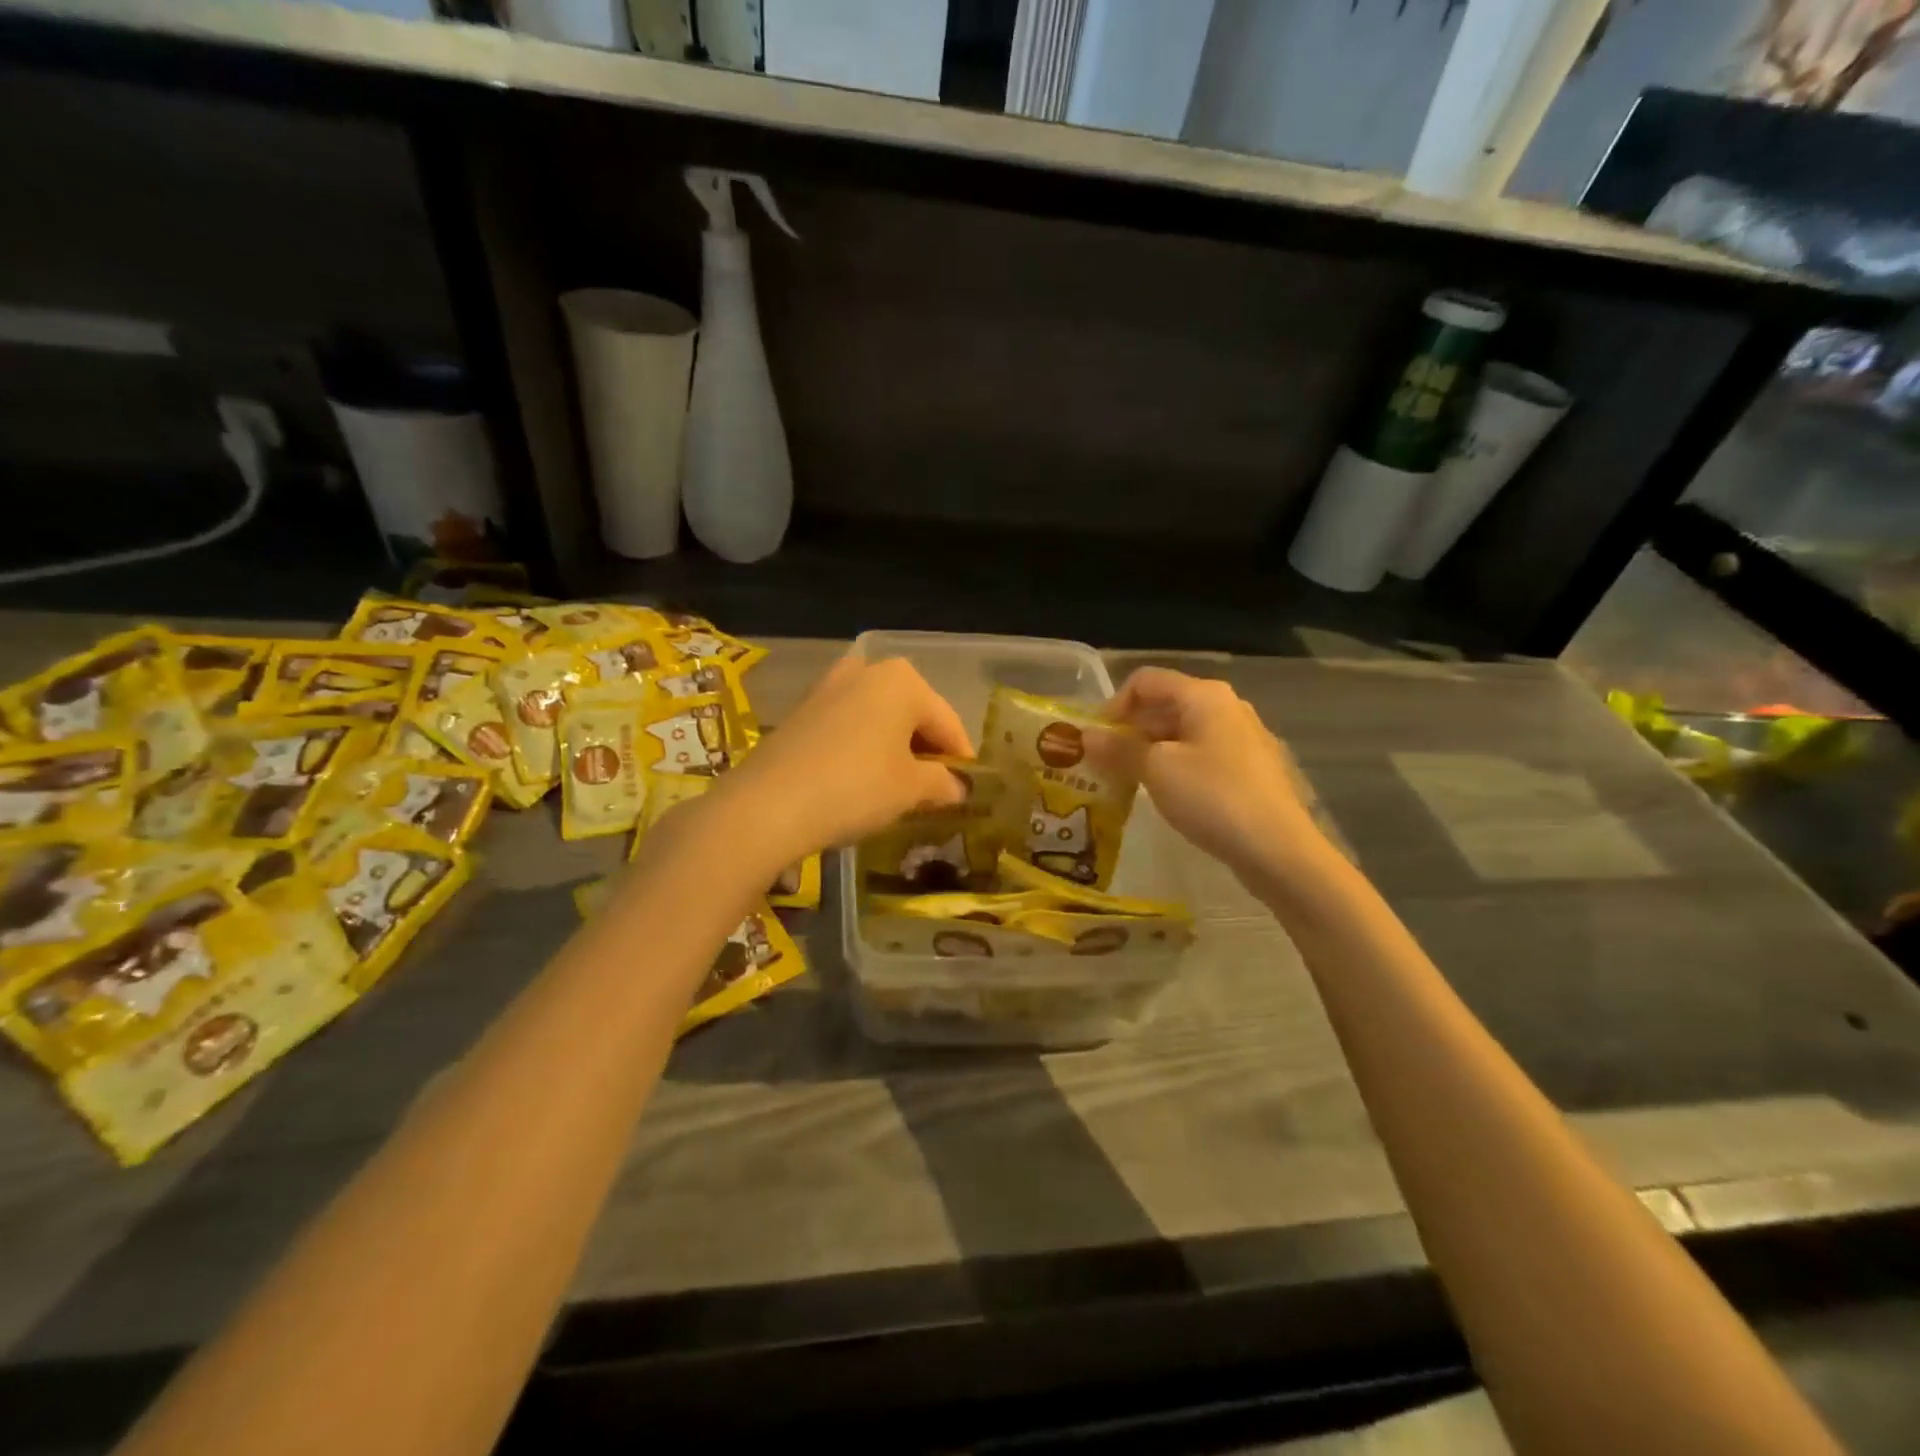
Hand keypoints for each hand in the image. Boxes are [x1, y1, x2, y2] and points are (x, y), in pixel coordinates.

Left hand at [717, 654, 973, 864]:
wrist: (767, 804)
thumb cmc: (856, 787)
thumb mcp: (911, 789)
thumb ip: (943, 783)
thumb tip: (958, 788)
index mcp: (903, 680)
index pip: (948, 722)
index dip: (961, 759)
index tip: (968, 790)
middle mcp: (866, 671)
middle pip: (913, 714)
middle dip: (926, 751)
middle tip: (935, 790)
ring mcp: (829, 687)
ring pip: (879, 719)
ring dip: (894, 749)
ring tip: (899, 787)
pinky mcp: (802, 710)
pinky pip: (848, 726)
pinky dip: (863, 748)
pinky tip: (861, 780)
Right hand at [1087, 667, 1334, 885]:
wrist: (1279, 850)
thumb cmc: (1213, 797)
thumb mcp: (1156, 770)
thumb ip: (1118, 749)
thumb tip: (1086, 736)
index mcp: (1204, 695)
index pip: (1145, 681)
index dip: (1113, 705)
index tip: (1095, 740)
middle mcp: (1226, 706)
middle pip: (1165, 704)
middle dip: (1130, 730)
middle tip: (1104, 763)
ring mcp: (1242, 737)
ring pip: (1183, 732)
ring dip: (1150, 750)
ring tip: (1128, 781)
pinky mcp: (1250, 767)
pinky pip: (1202, 754)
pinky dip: (1176, 765)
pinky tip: (1165, 794)